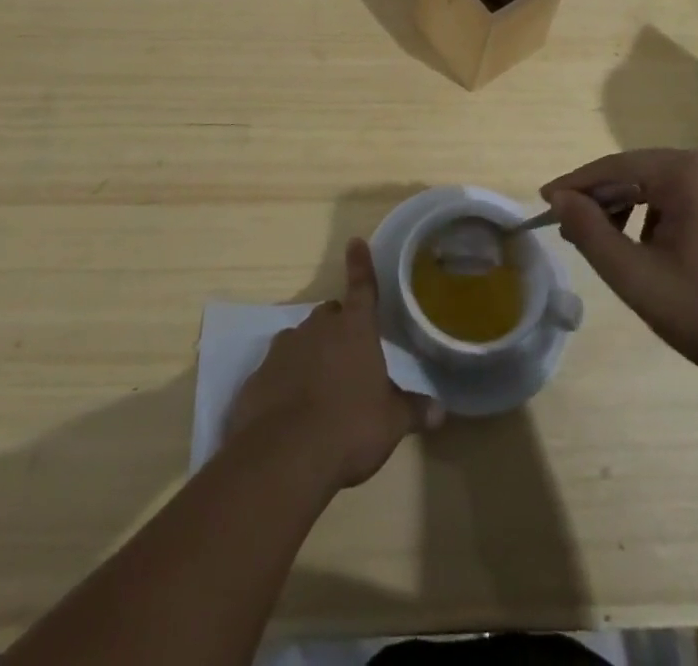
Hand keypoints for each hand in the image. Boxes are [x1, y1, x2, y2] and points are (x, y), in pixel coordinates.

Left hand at [227, 238, 442, 490]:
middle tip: (349, 355)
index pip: (362, 287)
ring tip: (320, 386)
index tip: (355, 241)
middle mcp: (317, 329)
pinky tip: (290, 410)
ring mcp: (283, 350)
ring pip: (301, 340)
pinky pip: (276, 370)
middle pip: (330, 315)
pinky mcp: (257, 377)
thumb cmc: (349, 428)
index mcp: (354, 329)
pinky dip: (284, 381)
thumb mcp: (391, 422)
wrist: (283, 457)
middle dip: (339, 327)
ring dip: (310, 353)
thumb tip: (441, 410)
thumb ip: (414, 410)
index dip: (360, 265)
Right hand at [541, 148, 697, 389]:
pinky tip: (654, 251)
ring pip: (663, 186)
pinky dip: (661, 217)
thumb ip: (592, 234)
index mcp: (689, 172)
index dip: (575, 185)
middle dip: (603, 199)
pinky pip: (688, 198)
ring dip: (631, 210)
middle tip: (571, 230)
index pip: (616, 166)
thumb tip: (559, 199)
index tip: (544, 202)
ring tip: (611, 246)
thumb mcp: (640, 279)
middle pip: (639, 172)